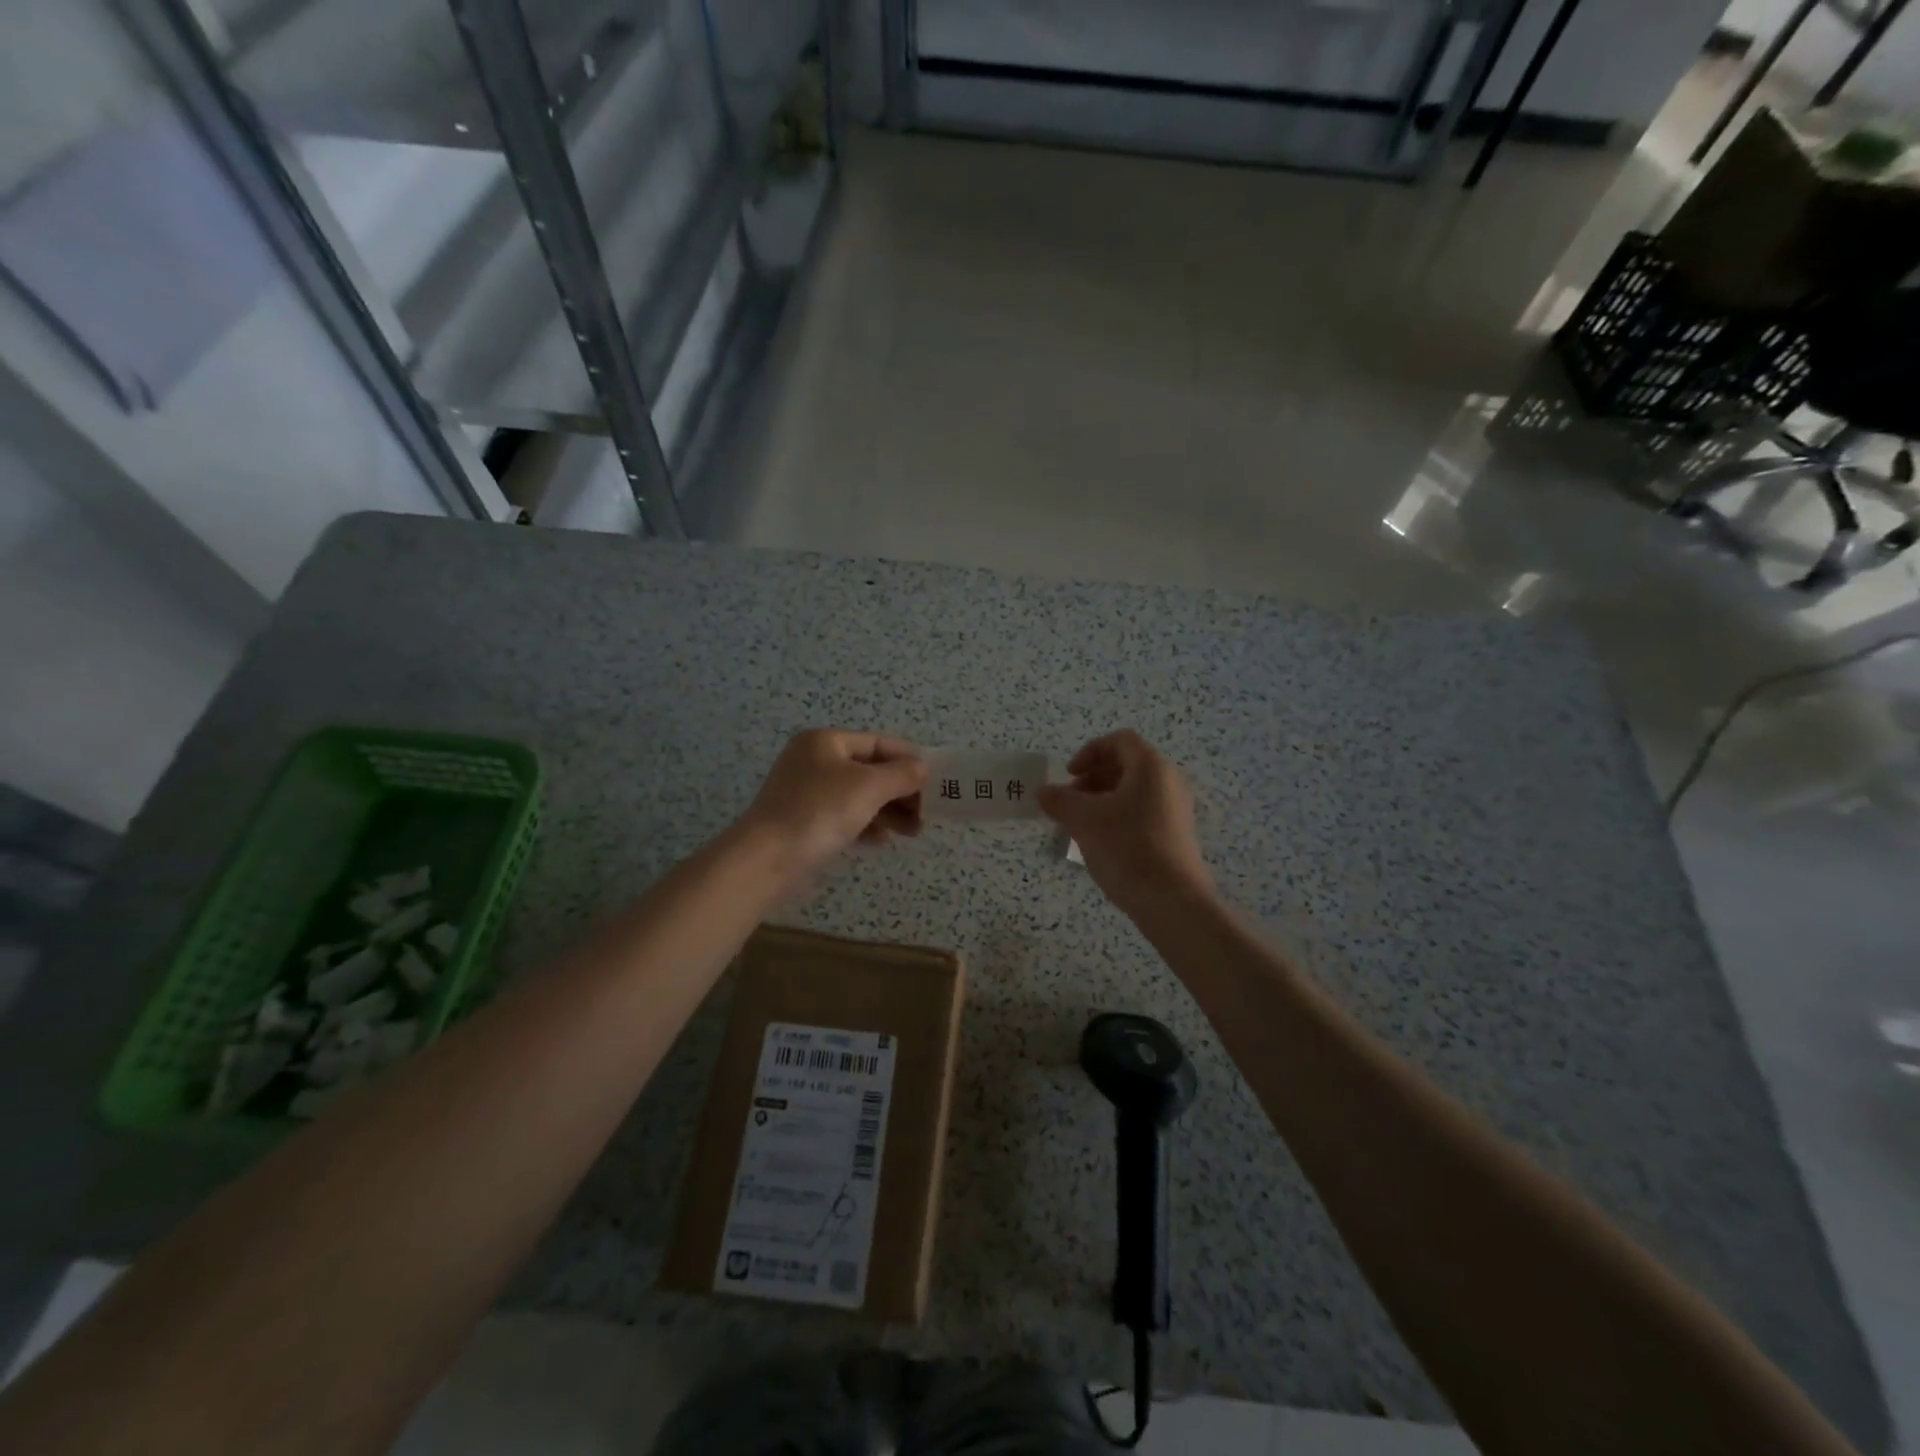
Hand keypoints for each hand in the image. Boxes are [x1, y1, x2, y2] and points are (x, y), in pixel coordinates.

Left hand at [738, 730, 926, 883]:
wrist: (765, 860)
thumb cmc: (819, 812)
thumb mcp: (869, 787)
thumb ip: (902, 775)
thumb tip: (923, 768)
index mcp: (826, 741)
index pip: (878, 743)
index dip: (909, 759)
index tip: (937, 780)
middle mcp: (814, 760)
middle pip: (870, 770)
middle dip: (901, 790)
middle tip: (928, 812)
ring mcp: (806, 792)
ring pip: (859, 795)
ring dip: (889, 811)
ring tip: (914, 831)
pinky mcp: (803, 821)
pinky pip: (844, 816)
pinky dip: (866, 825)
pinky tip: (883, 840)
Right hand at [1038, 731, 1211, 910]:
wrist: (1171, 900)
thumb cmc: (1127, 848)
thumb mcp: (1085, 820)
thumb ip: (1060, 800)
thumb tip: (1044, 792)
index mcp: (1151, 767)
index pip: (1119, 741)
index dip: (1089, 752)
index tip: (1069, 775)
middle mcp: (1168, 782)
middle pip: (1126, 766)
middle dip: (1092, 778)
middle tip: (1069, 801)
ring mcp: (1175, 809)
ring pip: (1132, 792)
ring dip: (1101, 800)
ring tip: (1078, 825)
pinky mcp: (1175, 834)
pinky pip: (1141, 812)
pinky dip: (1117, 817)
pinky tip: (1099, 843)